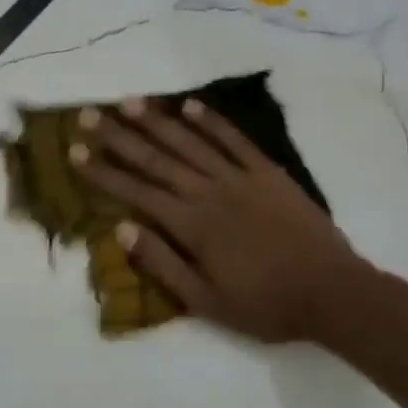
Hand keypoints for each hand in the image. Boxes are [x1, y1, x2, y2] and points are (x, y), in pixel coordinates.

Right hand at [72, 98, 373, 342]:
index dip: (103, 172)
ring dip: (158, 121)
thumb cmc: (266, 305)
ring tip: (130, 102)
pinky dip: (212, 121)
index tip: (76, 151)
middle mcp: (209, 193)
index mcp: (192, 226)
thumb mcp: (206, 302)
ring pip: (191, 143)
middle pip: (156, 159)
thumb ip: (163, 264)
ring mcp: (240, 178)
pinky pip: (235, 140)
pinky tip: (190, 106)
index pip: (136, 192)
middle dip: (119, 137)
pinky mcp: (268, 172)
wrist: (331, 291)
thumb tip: (120, 231)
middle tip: (90, 114)